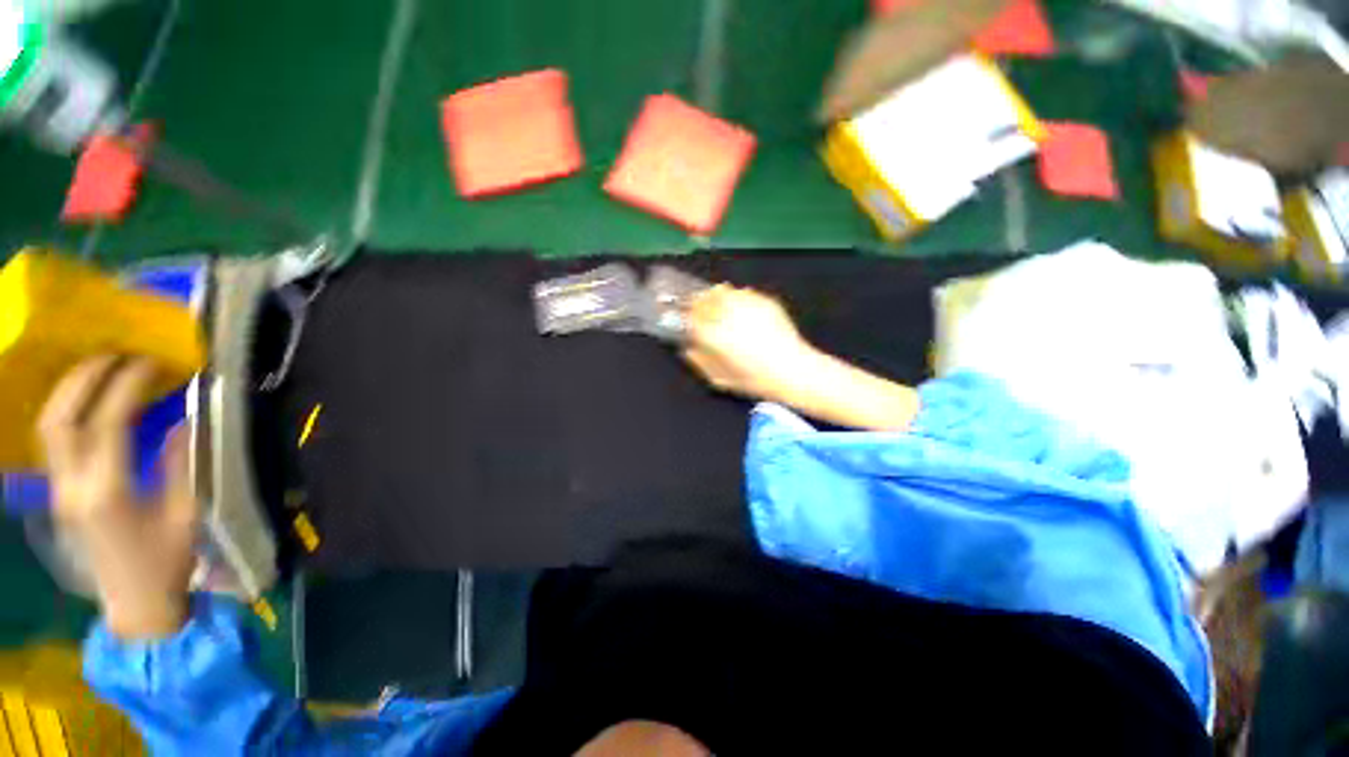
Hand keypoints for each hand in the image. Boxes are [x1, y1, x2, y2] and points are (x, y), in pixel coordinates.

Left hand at [38, 356, 197, 639]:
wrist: (135, 605)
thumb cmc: (168, 561)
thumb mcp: (186, 514)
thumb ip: (181, 463)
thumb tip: (186, 420)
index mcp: (108, 492)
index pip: (109, 423)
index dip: (129, 386)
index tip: (153, 363)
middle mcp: (73, 486)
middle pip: (62, 418)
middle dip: (86, 378)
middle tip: (117, 354)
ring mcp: (59, 490)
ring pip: (49, 427)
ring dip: (70, 390)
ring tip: (99, 368)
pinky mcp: (58, 493)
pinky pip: (53, 440)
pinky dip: (67, 409)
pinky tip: (87, 401)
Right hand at [682, 285, 818, 401]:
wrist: (792, 370)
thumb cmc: (754, 379)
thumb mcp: (720, 379)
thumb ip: (699, 362)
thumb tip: (687, 349)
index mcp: (713, 334)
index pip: (690, 316)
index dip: (685, 315)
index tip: (685, 318)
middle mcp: (727, 314)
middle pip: (704, 298)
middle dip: (697, 302)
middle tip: (696, 306)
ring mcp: (747, 304)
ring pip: (722, 290)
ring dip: (715, 295)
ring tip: (715, 302)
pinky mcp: (764, 301)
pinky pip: (743, 292)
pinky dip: (736, 296)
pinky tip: (739, 306)